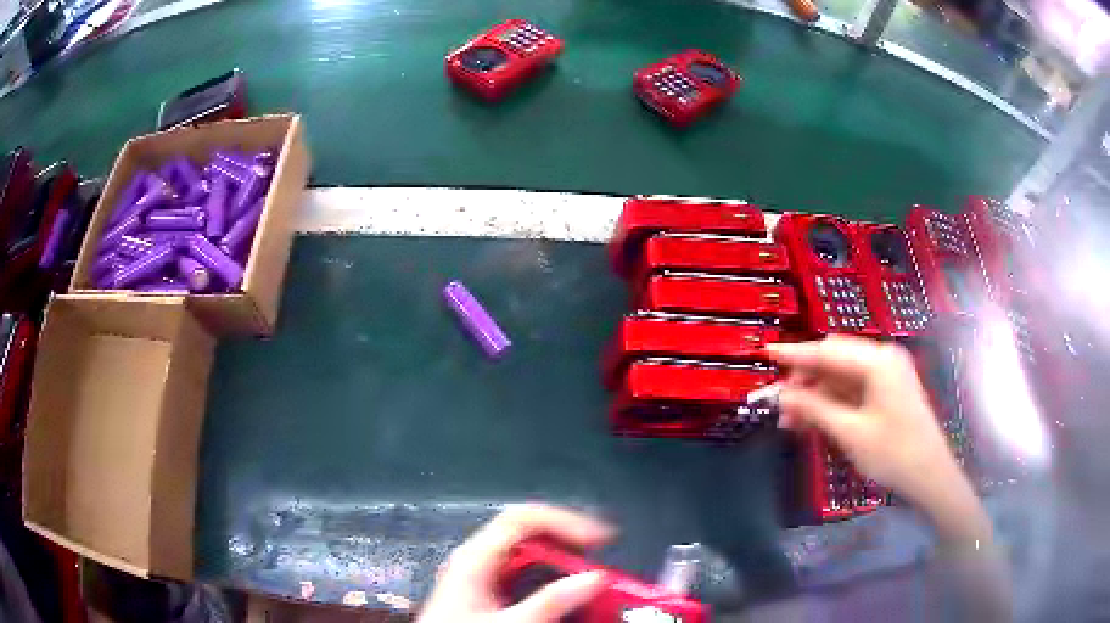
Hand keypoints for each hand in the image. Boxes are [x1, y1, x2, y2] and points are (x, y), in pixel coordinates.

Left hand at [418, 504, 613, 622]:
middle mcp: (478, 557)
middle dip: (570, 549)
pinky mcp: (486, 590)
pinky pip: (525, 575)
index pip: (524, 518)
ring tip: (587, 585)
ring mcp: (481, 573)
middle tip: (598, 569)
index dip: (565, 520)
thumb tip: (594, 578)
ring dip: (562, 568)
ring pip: (530, 556)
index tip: (600, 539)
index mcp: (475, 556)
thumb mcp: (510, 622)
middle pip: (530, 535)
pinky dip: (549, 583)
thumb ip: (551, 601)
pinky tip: (563, 599)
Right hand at [768, 336, 990, 545]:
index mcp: (878, 361)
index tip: (767, 352)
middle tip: (778, 404)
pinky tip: (813, 420)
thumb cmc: (894, 453)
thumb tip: (782, 393)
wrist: (930, 476)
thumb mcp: (850, 432)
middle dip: (804, 381)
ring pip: (841, 378)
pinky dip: (831, 403)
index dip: (795, 354)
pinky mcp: (887, 393)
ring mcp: (886, 376)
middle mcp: (882, 360)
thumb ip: (815, 407)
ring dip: (816, 395)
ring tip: (790, 420)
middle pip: (834, 361)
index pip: (828, 350)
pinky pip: (852, 391)